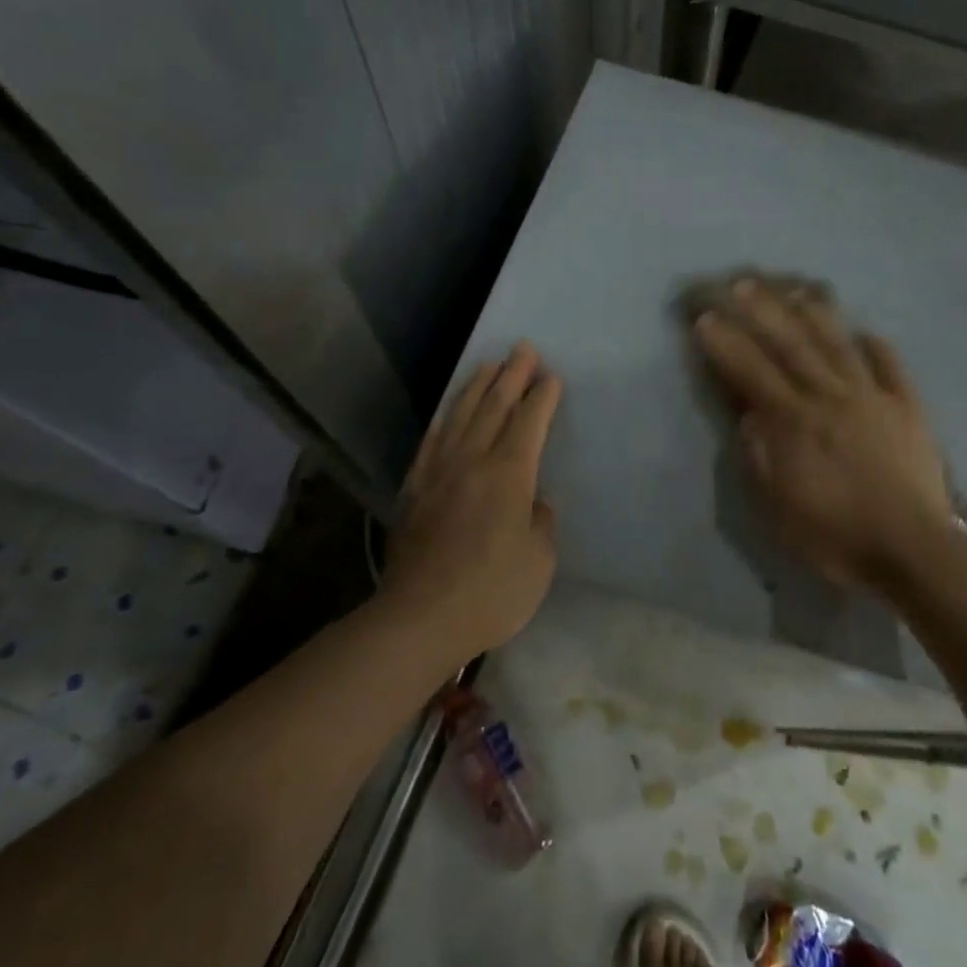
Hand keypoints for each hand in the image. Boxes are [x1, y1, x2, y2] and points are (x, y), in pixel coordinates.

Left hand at [382, 342, 562, 660]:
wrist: (420, 617)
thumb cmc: (491, 592)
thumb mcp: (538, 561)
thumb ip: (540, 523)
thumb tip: (533, 503)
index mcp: (509, 474)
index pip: (529, 422)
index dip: (542, 397)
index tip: (551, 376)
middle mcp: (473, 461)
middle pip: (494, 406)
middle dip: (512, 375)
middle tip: (523, 348)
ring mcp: (439, 472)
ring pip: (461, 415)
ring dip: (477, 386)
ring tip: (488, 365)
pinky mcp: (415, 488)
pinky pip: (432, 440)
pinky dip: (445, 418)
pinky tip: (449, 411)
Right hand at [693, 278, 955, 590]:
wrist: (912, 550)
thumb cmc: (836, 535)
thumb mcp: (779, 507)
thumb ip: (760, 455)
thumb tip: (749, 413)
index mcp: (796, 421)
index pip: (752, 371)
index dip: (726, 343)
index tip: (705, 319)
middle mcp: (832, 397)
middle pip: (793, 344)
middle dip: (764, 311)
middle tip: (743, 283)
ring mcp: (873, 398)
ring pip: (839, 344)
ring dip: (815, 314)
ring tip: (797, 290)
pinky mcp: (907, 408)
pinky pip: (891, 366)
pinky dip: (876, 346)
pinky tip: (866, 331)